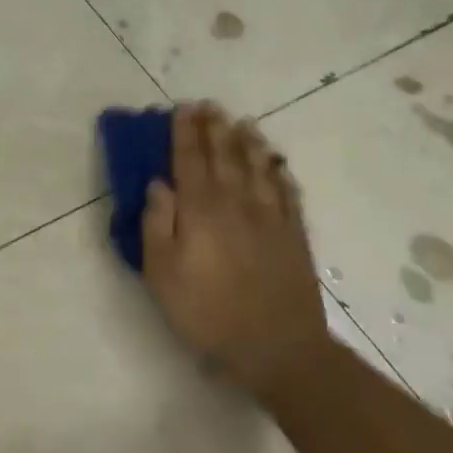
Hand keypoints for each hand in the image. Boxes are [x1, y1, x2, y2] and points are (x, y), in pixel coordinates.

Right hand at [141, 102, 332, 394]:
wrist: (275, 347)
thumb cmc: (205, 312)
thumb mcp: (161, 273)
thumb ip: (157, 224)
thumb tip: (159, 185)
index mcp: (201, 211)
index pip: (189, 161)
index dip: (184, 134)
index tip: (181, 109)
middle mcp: (237, 204)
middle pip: (225, 158)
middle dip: (215, 129)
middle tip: (209, 105)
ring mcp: (271, 219)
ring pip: (259, 169)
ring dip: (248, 143)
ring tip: (242, 122)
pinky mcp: (294, 237)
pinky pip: (287, 193)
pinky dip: (279, 173)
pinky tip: (276, 164)